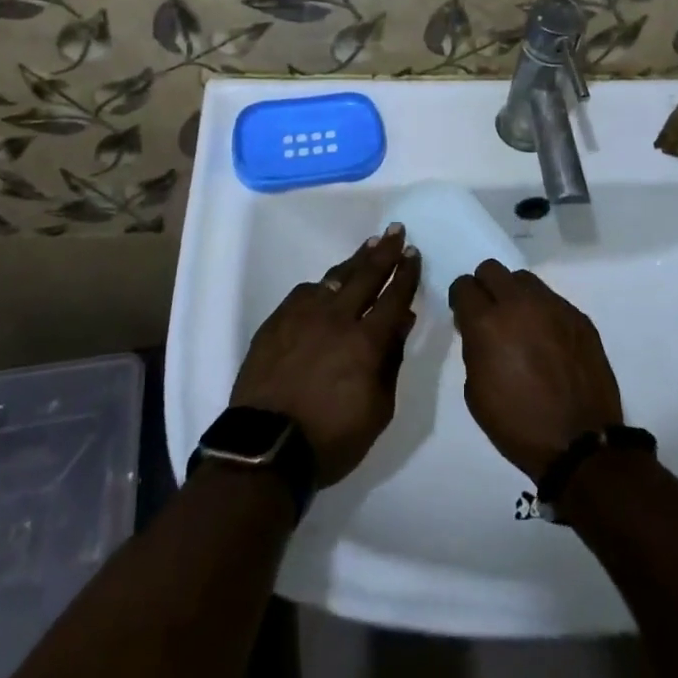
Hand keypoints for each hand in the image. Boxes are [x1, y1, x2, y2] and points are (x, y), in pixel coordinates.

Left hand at [232, 225, 421, 485]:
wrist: (264, 447)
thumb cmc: (330, 438)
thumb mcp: (377, 410)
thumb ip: (391, 361)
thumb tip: (402, 322)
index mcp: (366, 341)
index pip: (393, 297)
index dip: (406, 274)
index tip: (413, 253)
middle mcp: (337, 318)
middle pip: (366, 276)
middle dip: (385, 251)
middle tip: (396, 230)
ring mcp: (303, 315)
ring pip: (335, 278)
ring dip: (355, 260)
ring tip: (369, 244)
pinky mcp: (277, 321)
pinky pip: (305, 292)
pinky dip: (322, 285)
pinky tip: (327, 282)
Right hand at [448, 260, 623, 482]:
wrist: (580, 443)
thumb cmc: (518, 424)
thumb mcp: (476, 392)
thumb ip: (474, 349)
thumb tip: (479, 331)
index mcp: (487, 323)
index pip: (463, 285)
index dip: (461, 300)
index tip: (464, 316)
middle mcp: (519, 304)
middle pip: (492, 269)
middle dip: (485, 287)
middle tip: (490, 314)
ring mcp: (553, 306)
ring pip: (524, 279)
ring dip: (515, 295)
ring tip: (521, 324)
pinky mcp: (579, 316)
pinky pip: (552, 299)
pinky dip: (543, 312)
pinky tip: (548, 340)